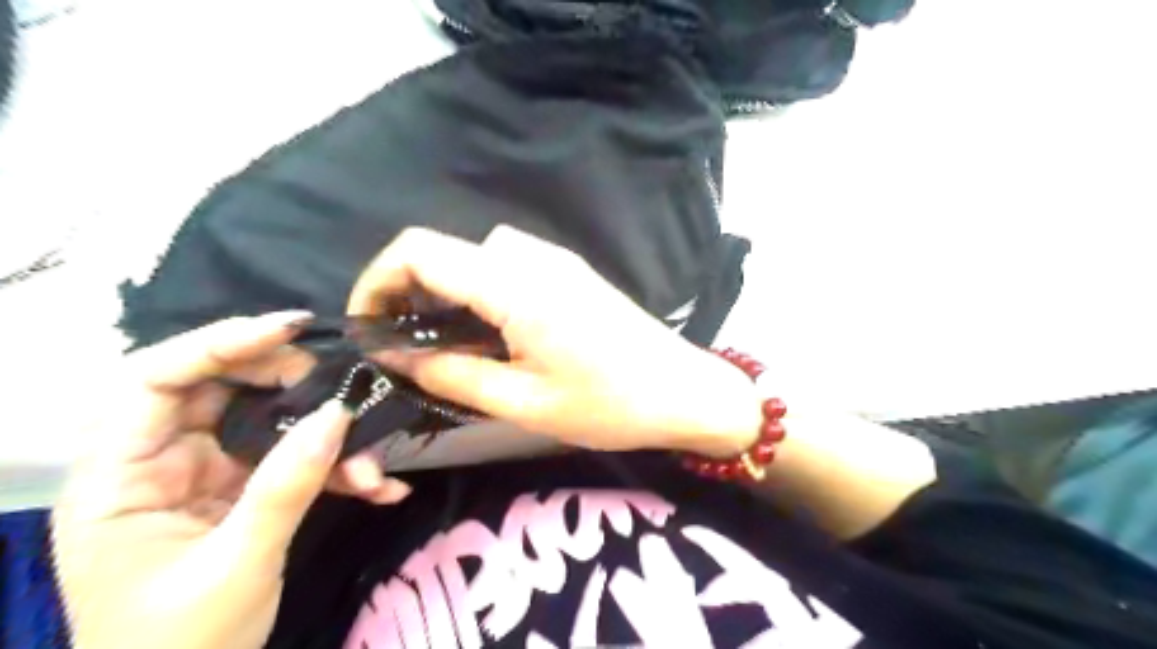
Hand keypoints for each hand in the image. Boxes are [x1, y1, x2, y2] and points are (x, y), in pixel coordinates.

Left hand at [48, 312, 379, 645]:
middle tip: (341, 392)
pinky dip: (337, 471)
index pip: (154, 381)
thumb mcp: (237, 565)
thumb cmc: (180, 646)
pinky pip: (293, 461)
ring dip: (328, 441)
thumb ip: (287, 485)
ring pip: (269, 426)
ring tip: (372, 469)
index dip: (218, 344)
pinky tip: (378, 488)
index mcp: (120, 478)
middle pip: (222, 391)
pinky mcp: (244, 491)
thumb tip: (337, 414)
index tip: (290, 329)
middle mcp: (161, 463)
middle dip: (290, 387)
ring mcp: (207, 476)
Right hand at [348, 227, 765, 455]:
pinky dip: (478, 289)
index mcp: (514, 285)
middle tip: (405, 347)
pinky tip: (489, 331)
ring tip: (443, 344)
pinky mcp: (568, 272)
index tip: (368, 327)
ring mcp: (554, 260)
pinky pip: (506, 264)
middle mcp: (530, 257)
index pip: (418, 251)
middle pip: (443, 251)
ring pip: (474, 256)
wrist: (683, 390)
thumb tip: (397, 358)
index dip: (376, 281)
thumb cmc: (609, 405)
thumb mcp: (523, 403)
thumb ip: (453, 375)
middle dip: (408, 291)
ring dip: (445, 290)